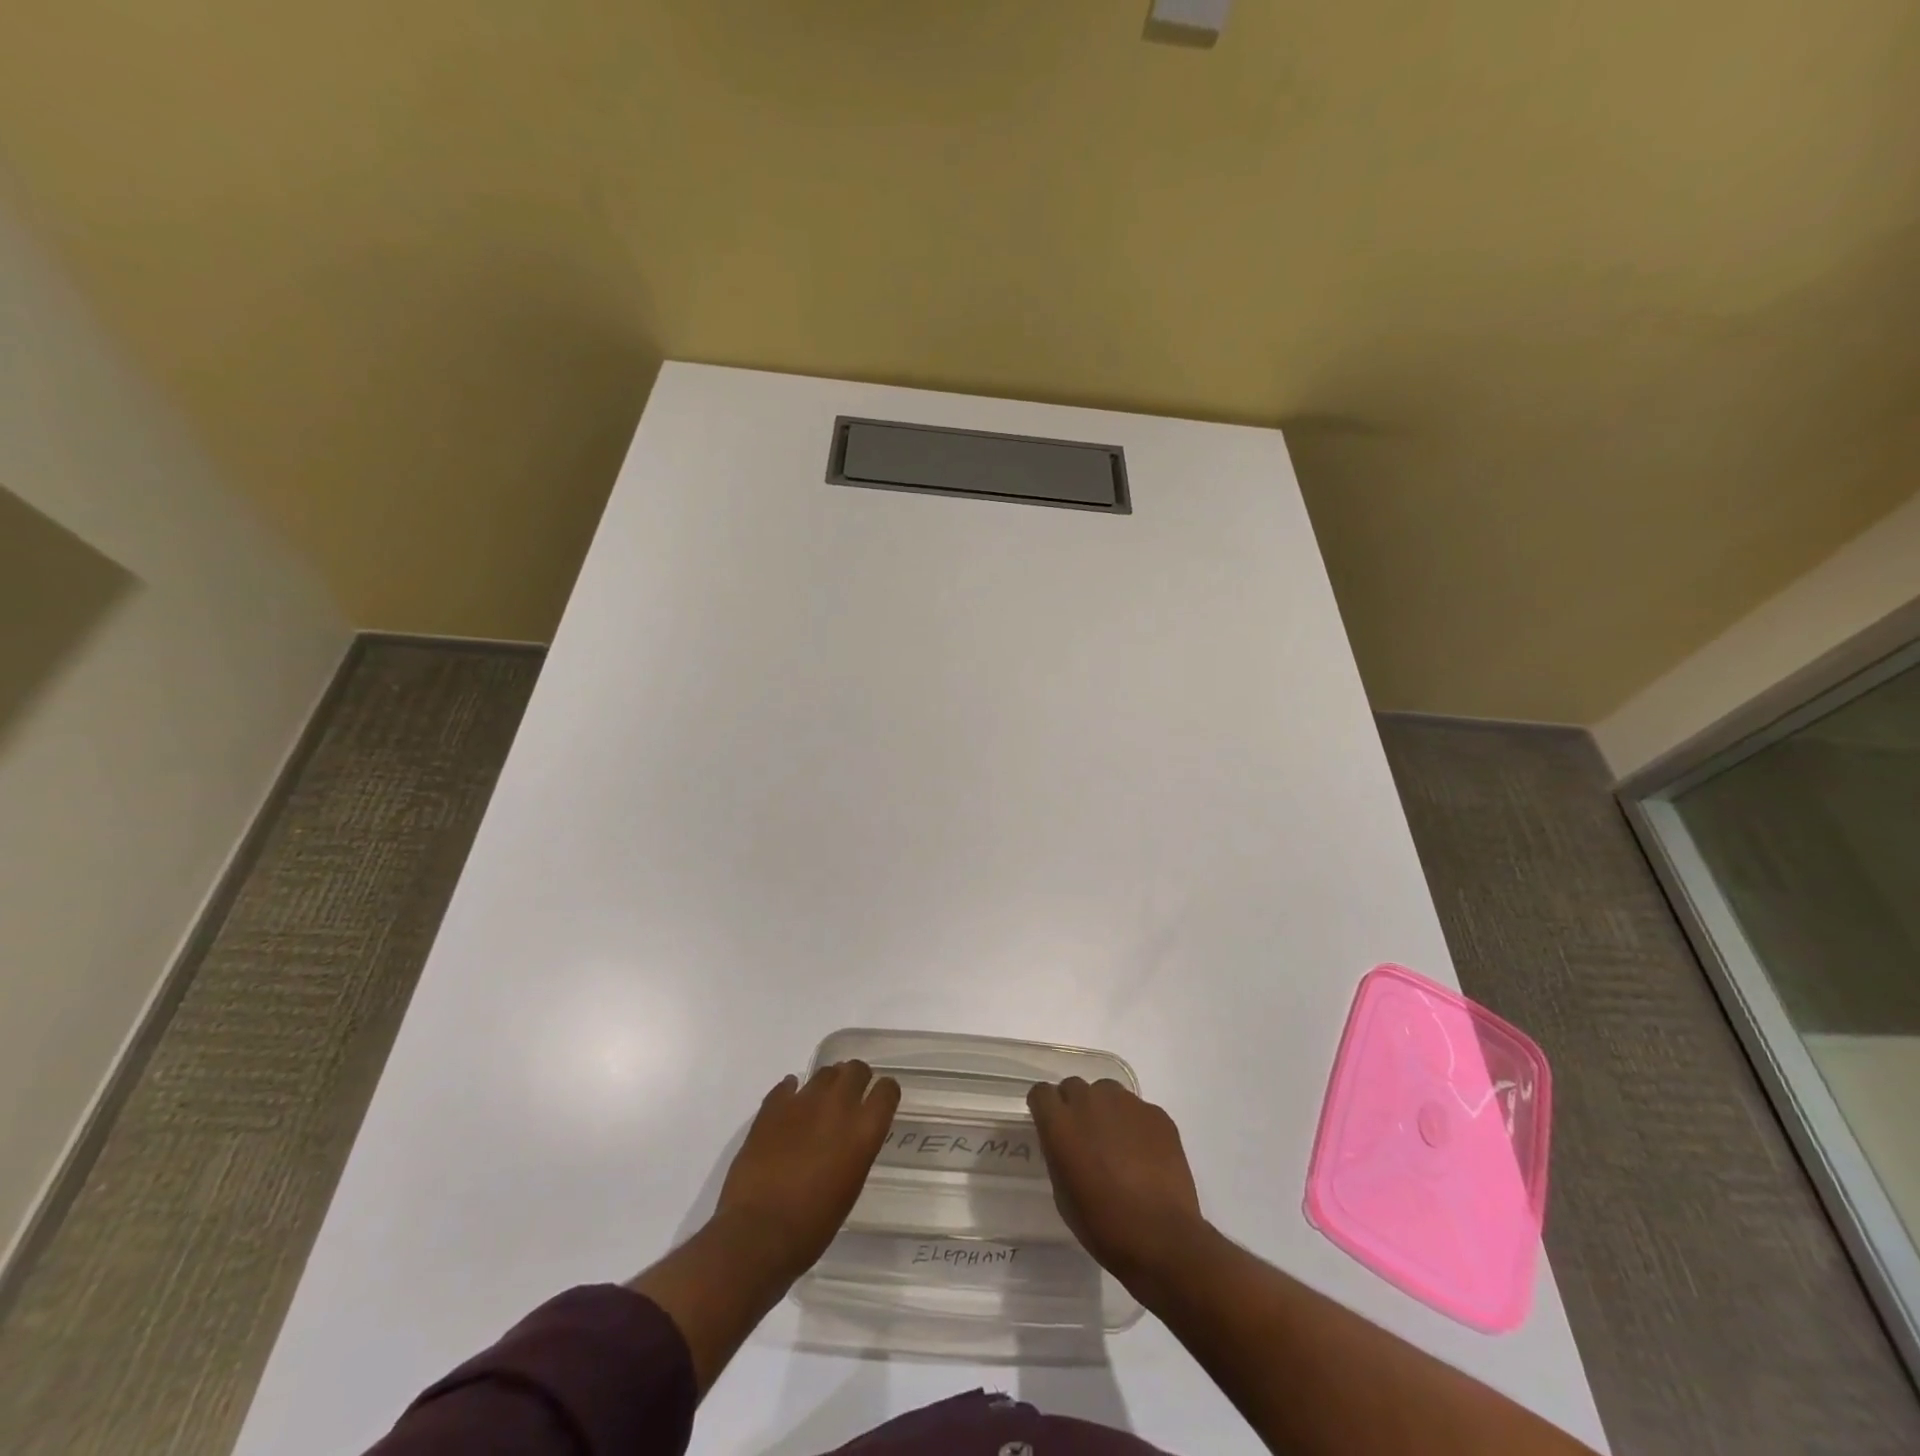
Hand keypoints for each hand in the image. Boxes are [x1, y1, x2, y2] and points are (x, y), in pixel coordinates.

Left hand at [713, 1060, 900, 1279]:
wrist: (757, 1234)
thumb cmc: (812, 1226)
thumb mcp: (850, 1187)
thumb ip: (855, 1151)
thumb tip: (850, 1138)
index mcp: (863, 1131)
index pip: (887, 1091)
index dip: (885, 1093)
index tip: (880, 1101)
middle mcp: (838, 1106)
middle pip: (856, 1070)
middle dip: (857, 1079)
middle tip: (851, 1097)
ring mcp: (803, 1101)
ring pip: (825, 1073)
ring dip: (828, 1084)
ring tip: (820, 1104)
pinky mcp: (772, 1106)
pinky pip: (788, 1086)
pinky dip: (792, 1092)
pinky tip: (790, 1106)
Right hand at [1028, 1077, 1205, 1296]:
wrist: (1161, 1238)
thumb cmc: (1103, 1225)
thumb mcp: (1063, 1194)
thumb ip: (1059, 1155)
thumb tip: (1066, 1143)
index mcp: (1061, 1124)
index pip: (1041, 1093)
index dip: (1045, 1108)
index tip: (1051, 1124)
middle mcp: (1090, 1102)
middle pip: (1074, 1087)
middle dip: (1075, 1106)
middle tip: (1085, 1136)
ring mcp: (1126, 1103)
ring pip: (1107, 1092)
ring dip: (1105, 1110)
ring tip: (1118, 1144)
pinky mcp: (1156, 1113)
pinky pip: (1137, 1109)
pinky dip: (1135, 1125)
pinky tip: (1145, 1155)